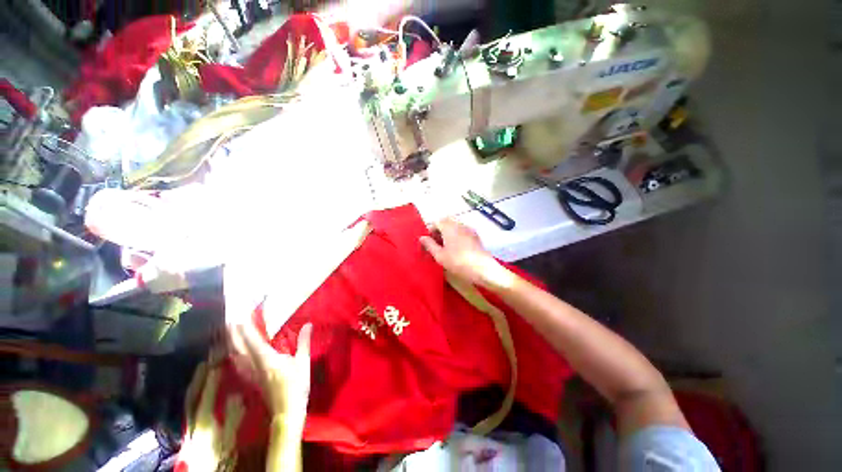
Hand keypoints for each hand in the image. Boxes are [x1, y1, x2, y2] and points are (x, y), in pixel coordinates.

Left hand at [229, 322, 312, 421]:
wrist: (287, 412)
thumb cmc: (297, 386)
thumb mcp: (303, 362)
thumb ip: (303, 342)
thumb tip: (308, 324)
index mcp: (267, 360)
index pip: (253, 341)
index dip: (245, 329)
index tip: (239, 317)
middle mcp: (255, 366)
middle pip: (239, 348)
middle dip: (233, 335)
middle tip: (228, 322)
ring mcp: (251, 375)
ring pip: (236, 357)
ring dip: (231, 344)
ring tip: (228, 334)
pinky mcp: (251, 381)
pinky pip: (238, 365)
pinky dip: (234, 356)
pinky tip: (233, 354)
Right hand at [419, 219, 513, 288]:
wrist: (483, 269)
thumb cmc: (458, 262)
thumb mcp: (440, 255)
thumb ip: (429, 245)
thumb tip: (422, 237)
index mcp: (449, 227)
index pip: (436, 222)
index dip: (430, 230)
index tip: (428, 242)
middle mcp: (459, 224)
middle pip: (446, 223)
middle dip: (439, 231)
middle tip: (436, 245)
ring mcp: (469, 229)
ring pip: (455, 227)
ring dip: (448, 234)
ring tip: (445, 248)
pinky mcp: (476, 236)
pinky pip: (462, 232)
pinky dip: (456, 237)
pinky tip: (457, 249)